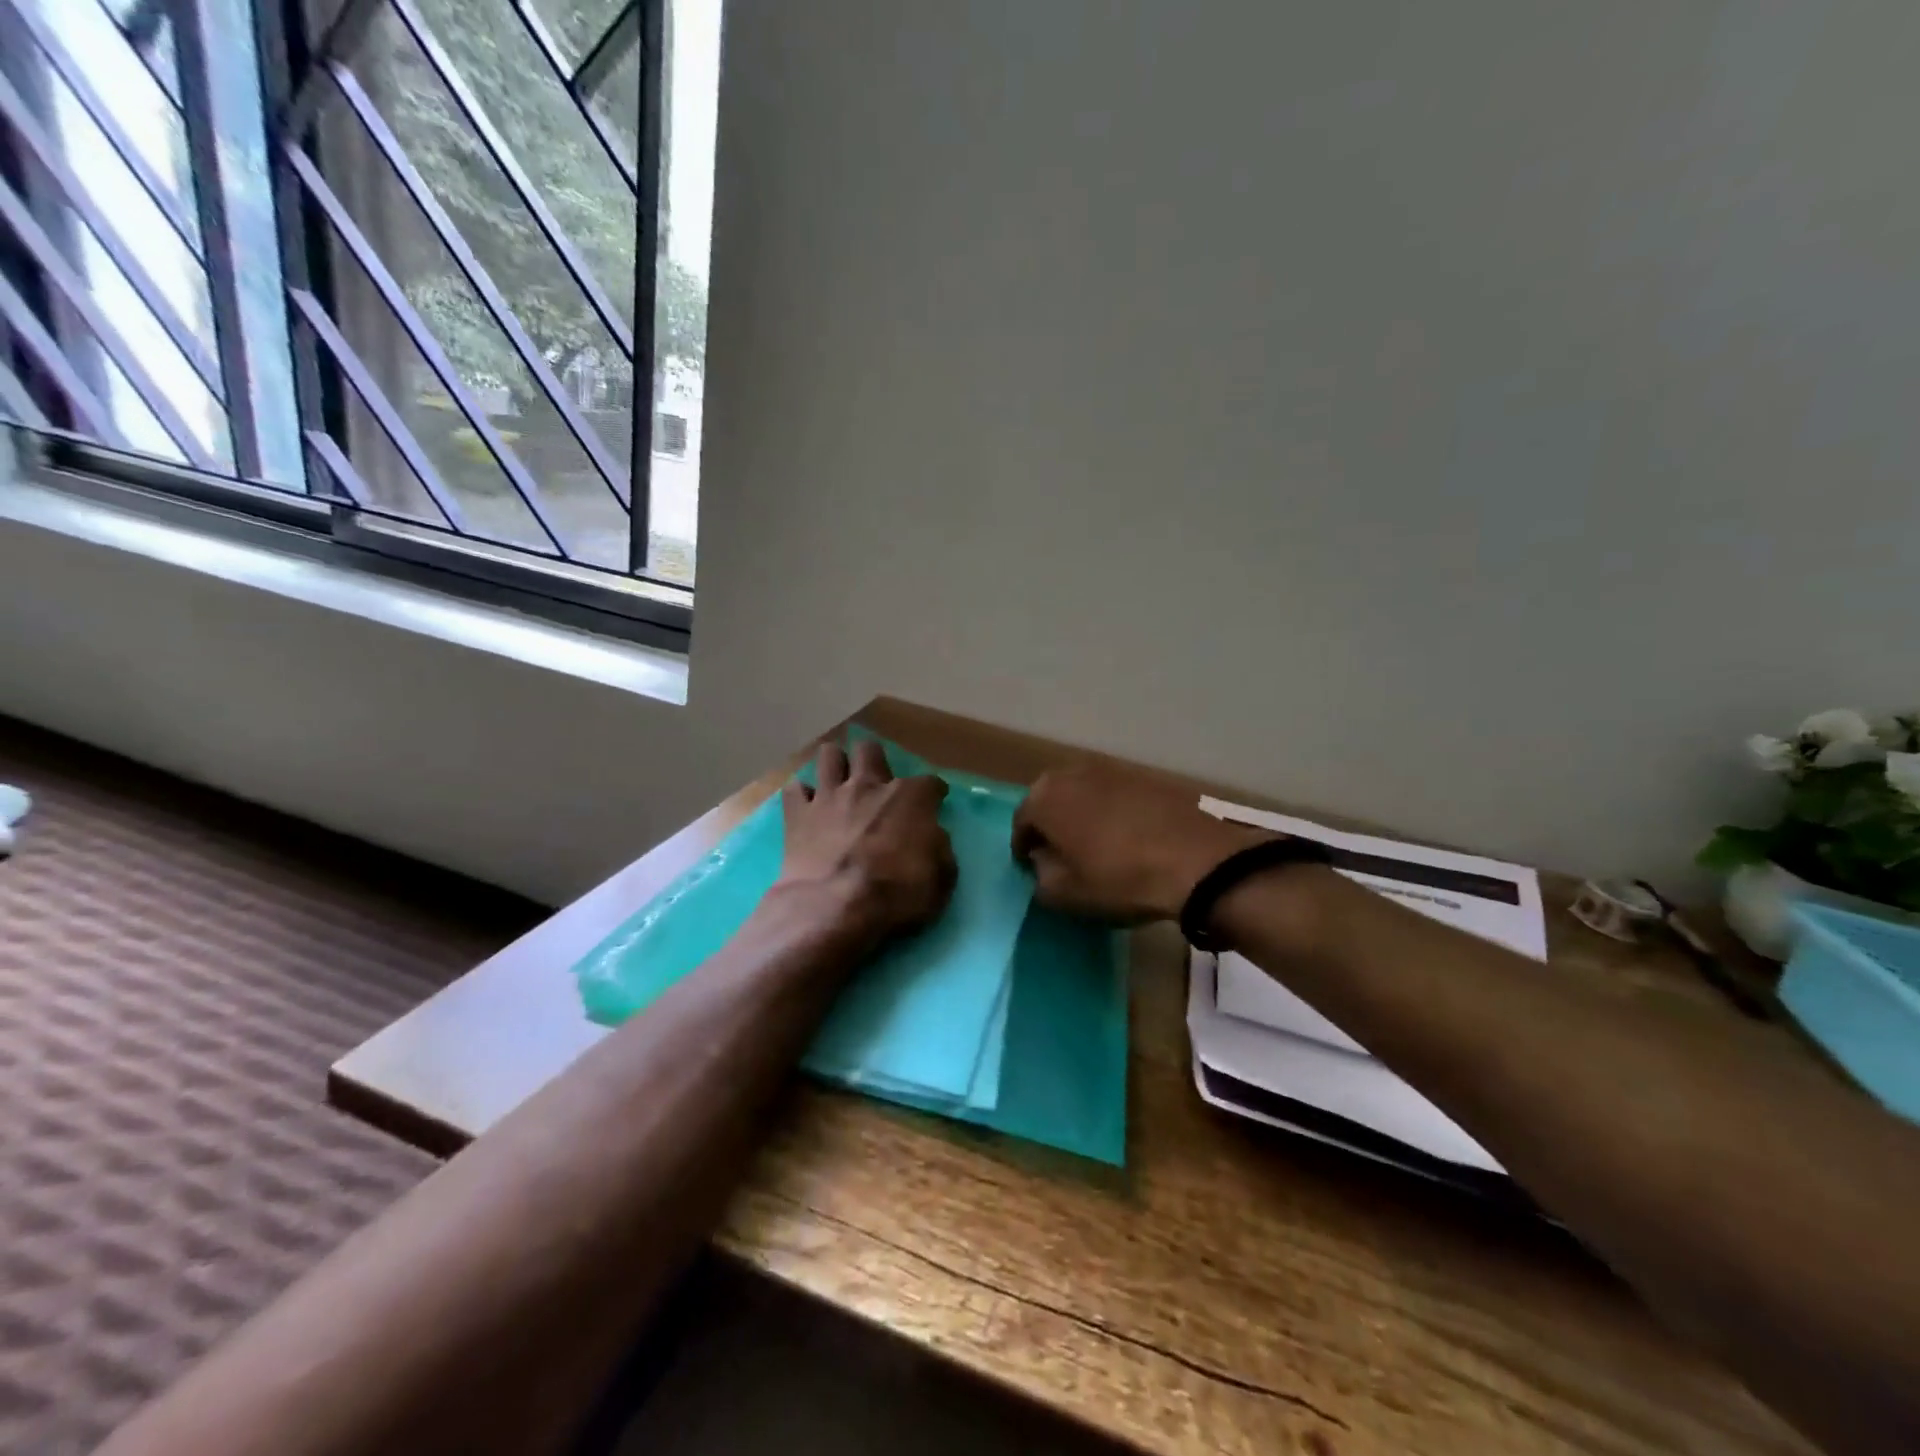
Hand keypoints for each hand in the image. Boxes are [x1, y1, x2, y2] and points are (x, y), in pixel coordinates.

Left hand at [777, 737, 956, 942]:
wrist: (834, 909)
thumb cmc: (896, 895)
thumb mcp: (940, 878)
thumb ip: (938, 848)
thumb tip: (931, 836)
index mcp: (910, 798)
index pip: (930, 782)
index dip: (934, 793)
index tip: (935, 802)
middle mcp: (868, 786)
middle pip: (870, 750)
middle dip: (874, 760)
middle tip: (876, 783)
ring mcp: (830, 796)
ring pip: (829, 755)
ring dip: (835, 766)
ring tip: (838, 783)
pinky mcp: (797, 815)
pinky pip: (796, 790)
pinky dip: (802, 797)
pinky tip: (808, 809)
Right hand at [1012, 763, 1266, 921]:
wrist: (1196, 861)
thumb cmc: (1119, 878)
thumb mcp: (1065, 894)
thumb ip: (1040, 876)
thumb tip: (1043, 862)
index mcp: (1044, 797)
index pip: (1021, 823)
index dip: (1024, 849)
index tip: (1032, 868)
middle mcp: (1072, 773)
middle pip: (1050, 800)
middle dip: (1051, 825)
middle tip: (1060, 854)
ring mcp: (1111, 769)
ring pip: (1083, 794)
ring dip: (1081, 815)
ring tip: (1094, 845)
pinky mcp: (1144, 776)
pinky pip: (1114, 795)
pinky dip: (1112, 812)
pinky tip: (1126, 837)